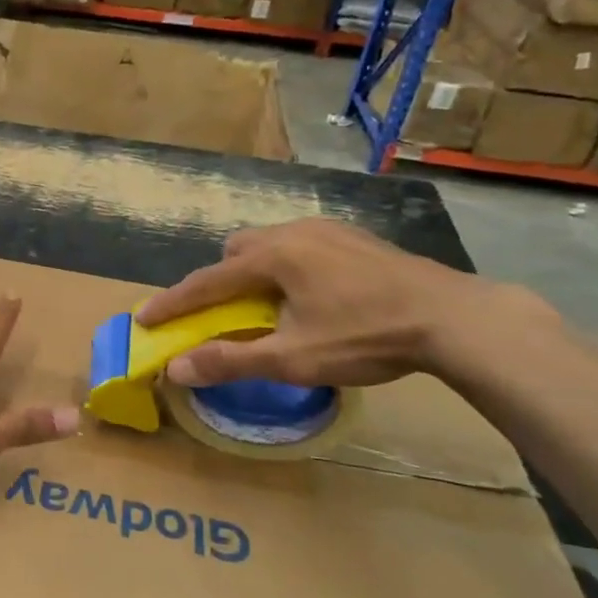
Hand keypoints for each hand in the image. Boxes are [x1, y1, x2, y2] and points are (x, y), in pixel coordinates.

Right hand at [137, 220, 553, 388]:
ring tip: (270, 307)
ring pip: (270, 245)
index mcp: (272, 257)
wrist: (454, 318)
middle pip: (236, 252)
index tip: (143, 319)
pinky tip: (313, 296)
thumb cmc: (366, 337)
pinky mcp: (354, 237)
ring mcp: (327, 229)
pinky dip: (288, 267)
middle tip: (224, 315)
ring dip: (255, 272)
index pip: (206, 281)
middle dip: (219, 281)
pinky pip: (301, 245)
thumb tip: (176, 368)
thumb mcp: (294, 359)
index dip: (172, 303)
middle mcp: (293, 232)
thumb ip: (231, 360)